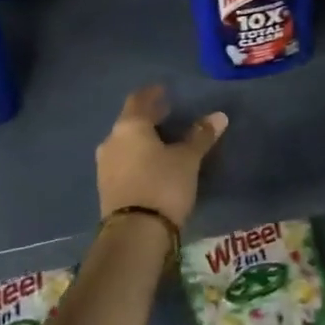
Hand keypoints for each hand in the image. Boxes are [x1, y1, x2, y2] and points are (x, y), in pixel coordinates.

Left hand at [96, 85, 227, 229]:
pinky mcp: (106, 187)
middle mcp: (112, 141)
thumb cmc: (163, 185)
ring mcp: (105, 165)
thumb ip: (200, 136)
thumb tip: (219, 116)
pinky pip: (123, 162)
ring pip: (125, 143)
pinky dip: (136, 157)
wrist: (134, 234)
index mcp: (129, 126)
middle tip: (167, 114)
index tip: (164, 90)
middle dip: (149, 117)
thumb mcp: (188, 159)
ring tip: (162, 142)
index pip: (139, 99)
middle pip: (130, 121)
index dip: (152, 93)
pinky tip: (151, 165)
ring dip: (142, 139)